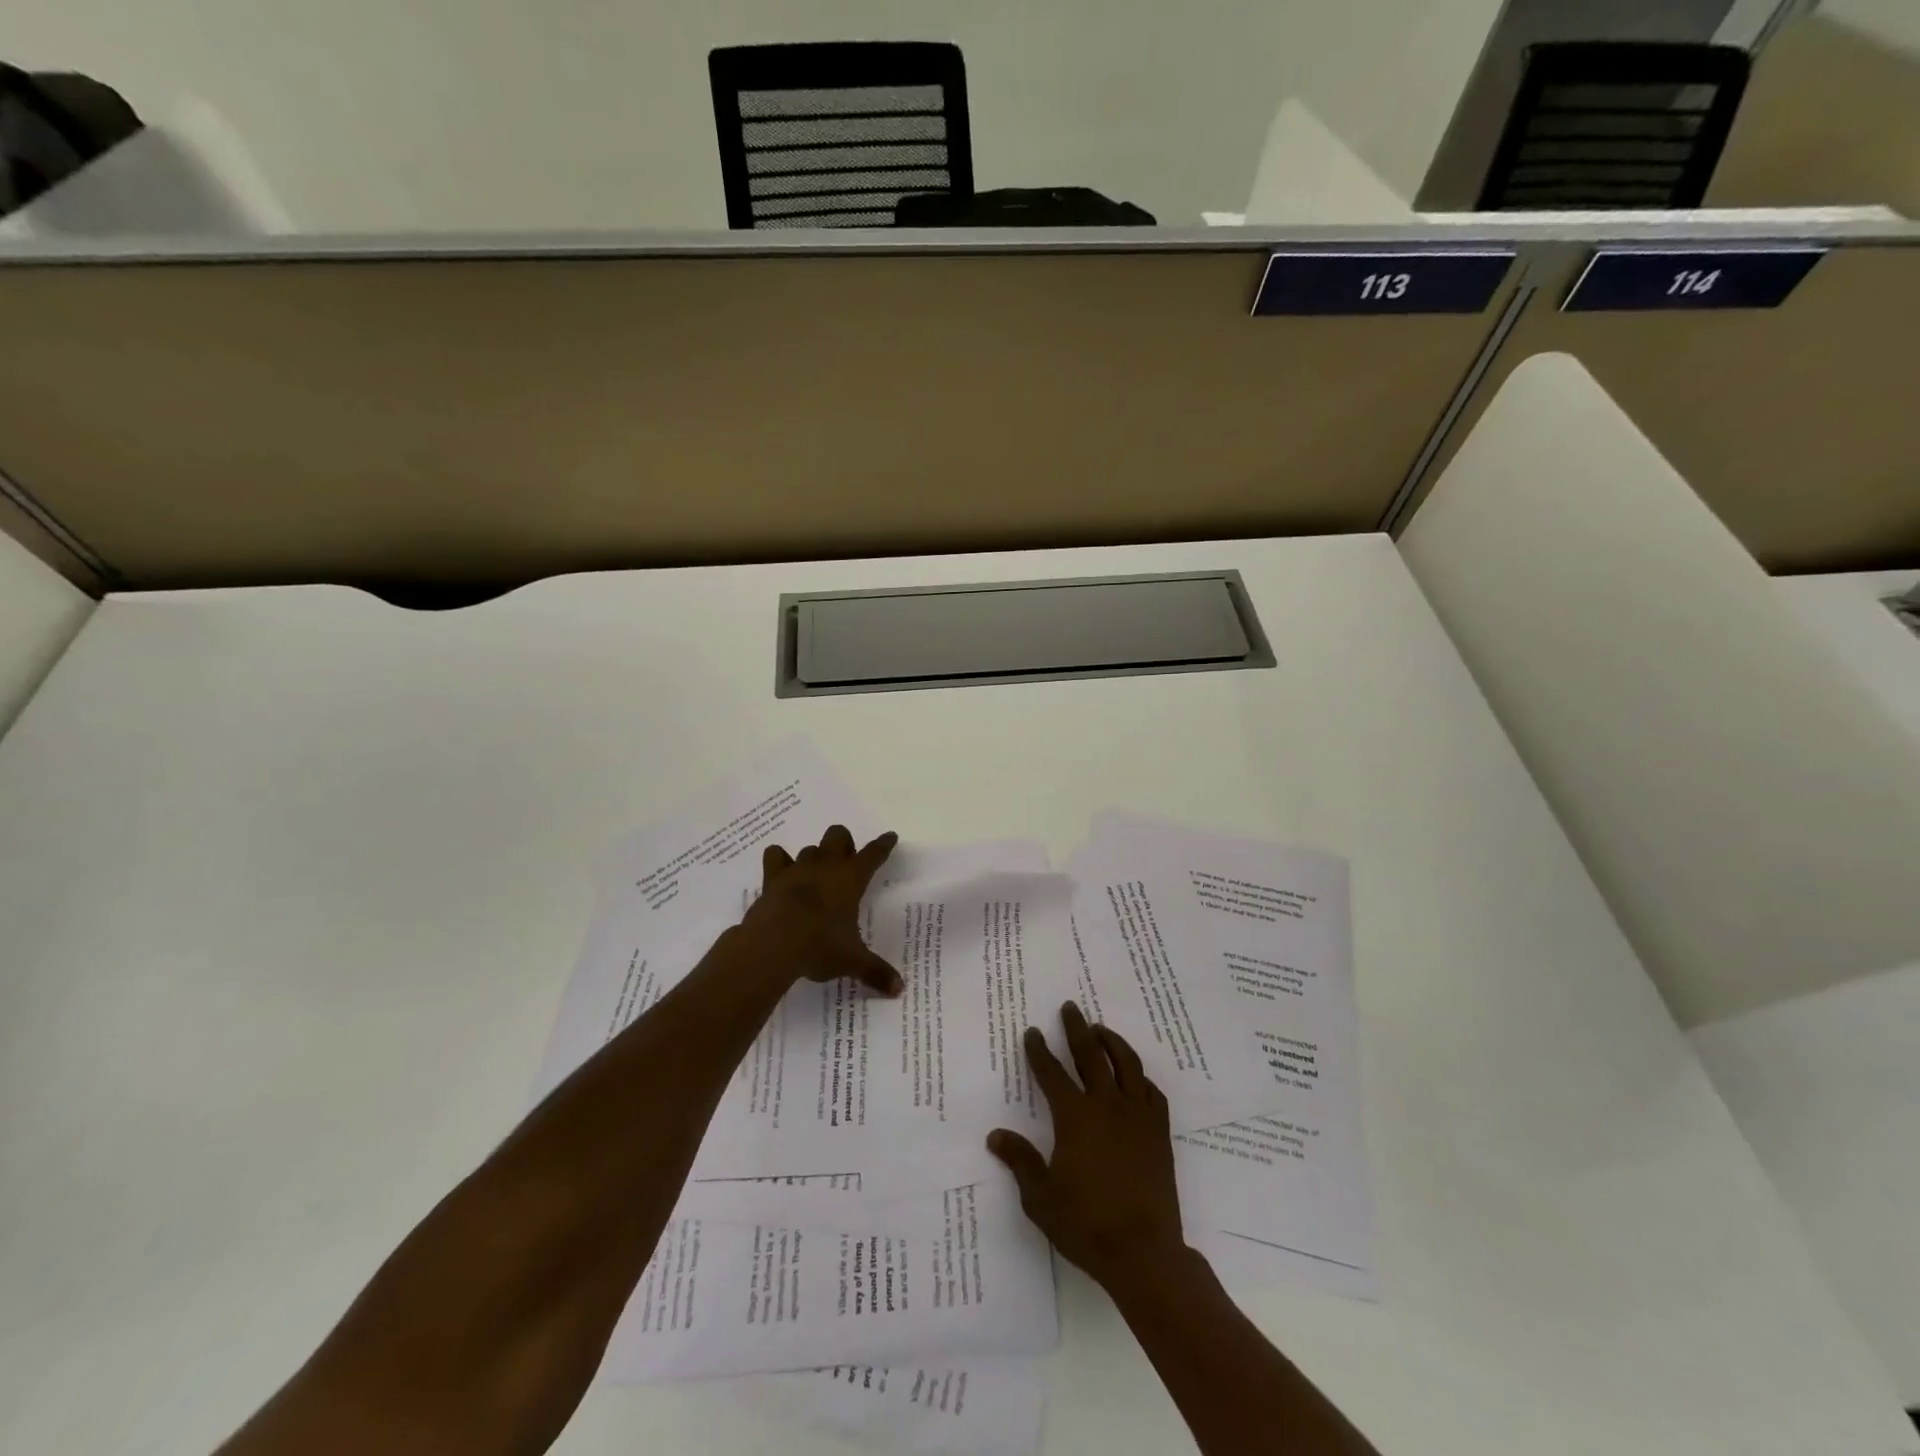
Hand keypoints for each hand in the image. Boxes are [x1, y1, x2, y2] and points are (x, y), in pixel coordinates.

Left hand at [741, 825, 903, 995]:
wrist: (773, 944)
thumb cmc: (820, 946)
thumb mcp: (852, 961)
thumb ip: (876, 972)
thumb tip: (900, 990)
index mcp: (851, 879)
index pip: (874, 854)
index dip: (883, 845)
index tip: (890, 837)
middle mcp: (826, 866)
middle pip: (838, 836)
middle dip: (844, 844)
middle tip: (846, 863)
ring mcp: (797, 868)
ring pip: (810, 848)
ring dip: (815, 857)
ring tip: (816, 875)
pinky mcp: (772, 878)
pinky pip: (775, 857)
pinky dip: (779, 861)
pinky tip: (783, 872)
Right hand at [987, 1002, 1187, 1292]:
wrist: (1144, 1253)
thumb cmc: (1086, 1226)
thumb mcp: (1041, 1198)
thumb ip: (1020, 1161)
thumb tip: (995, 1135)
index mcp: (1075, 1118)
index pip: (1052, 1073)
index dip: (1039, 1051)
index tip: (1032, 1032)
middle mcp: (1106, 1106)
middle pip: (1090, 1055)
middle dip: (1076, 1029)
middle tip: (1070, 1007)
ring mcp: (1137, 1117)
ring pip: (1126, 1065)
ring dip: (1112, 1042)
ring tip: (1101, 1029)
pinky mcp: (1159, 1132)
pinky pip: (1152, 1092)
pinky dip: (1141, 1077)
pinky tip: (1135, 1076)